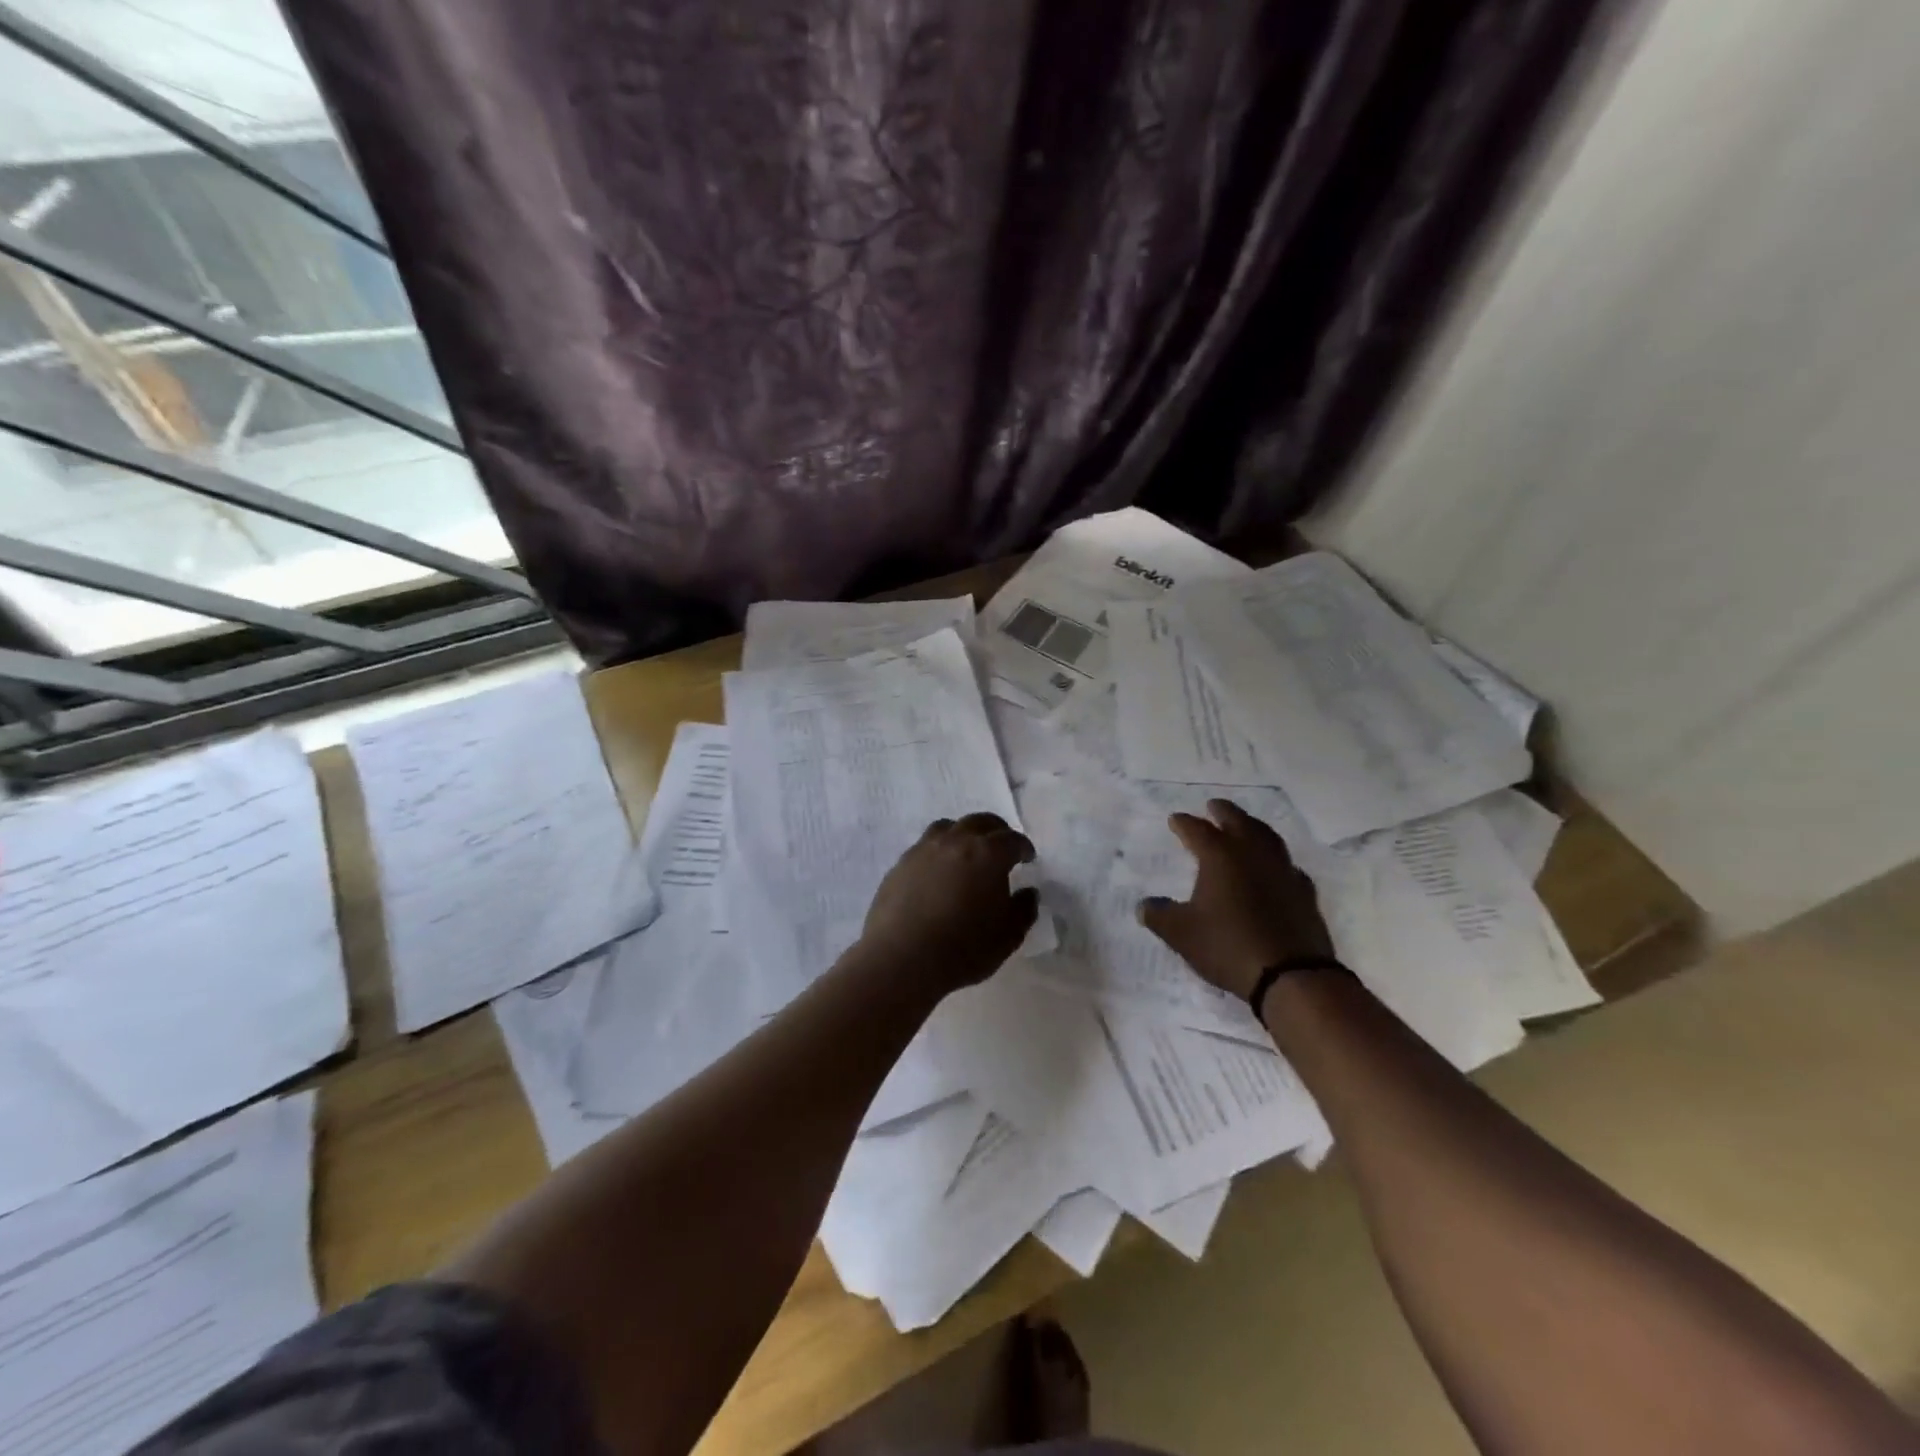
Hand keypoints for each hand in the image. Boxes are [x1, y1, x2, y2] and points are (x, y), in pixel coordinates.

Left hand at [859, 813, 1039, 992]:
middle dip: (996, 832)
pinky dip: (939, 851)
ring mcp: (924, 849)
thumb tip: (1028, 892)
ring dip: (964, 834)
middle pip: (981, 822)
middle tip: (1002, 848)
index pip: (1012, 840)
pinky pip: (925, 846)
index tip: (1028, 858)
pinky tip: (938, 872)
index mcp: (988, 854)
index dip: (1023, 848)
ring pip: (949, 827)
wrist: (902, 959)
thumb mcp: (1008, 936)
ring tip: (967, 852)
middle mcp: (956, 841)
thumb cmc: (963, 948)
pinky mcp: (901, 863)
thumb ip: (1023, 910)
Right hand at [1137, 799, 1334, 1001]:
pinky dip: (1275, 859)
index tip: (1174, 819)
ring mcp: (1282, 870)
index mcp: (1220, 857)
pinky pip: (1287, 864)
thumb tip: (1144, 906)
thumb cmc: (1228, 946)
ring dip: (1253, 826)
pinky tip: (1274, 867)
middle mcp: (1252, 854)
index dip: (1183, 823)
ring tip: (1245, 826)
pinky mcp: (1304, 891)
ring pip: (1267, 836)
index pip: (1197, 830)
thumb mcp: (1182, 934)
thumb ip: (1159, 915)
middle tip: (1213, 806)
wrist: (1291, 975)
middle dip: (1222, 812)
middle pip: (1237, 821)